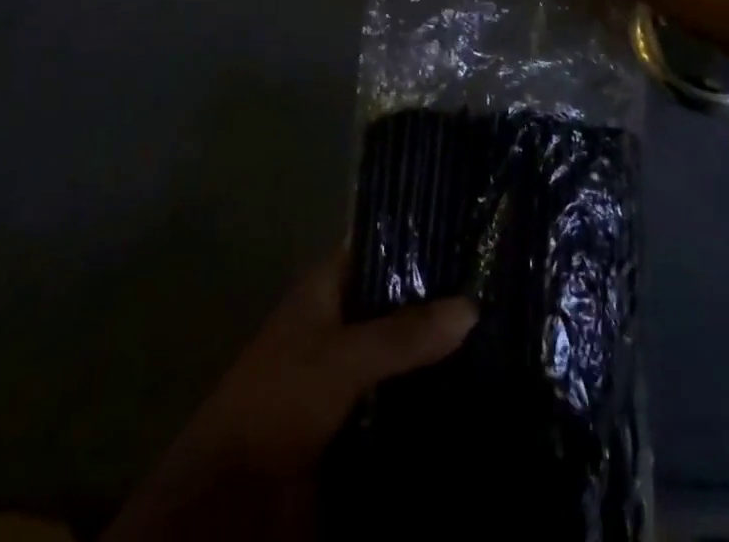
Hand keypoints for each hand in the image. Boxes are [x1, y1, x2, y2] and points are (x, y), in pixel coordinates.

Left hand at [111, 254, 476, 540]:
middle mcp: (338, 317)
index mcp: (326, 286)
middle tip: (493, 289)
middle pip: (395, 298)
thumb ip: (405, 333)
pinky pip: (397, 390)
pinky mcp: (353, 411)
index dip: (419, 240)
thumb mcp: (344, 357)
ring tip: (494, 331)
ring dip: (433, 348)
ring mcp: (345, 365)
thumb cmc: (282, 396)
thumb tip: (471, 306)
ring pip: (399, 345)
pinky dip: (423, 389)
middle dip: (436, 301)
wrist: (233, 490)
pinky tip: (467, 383)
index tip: (468, 237)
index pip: (380, 246)